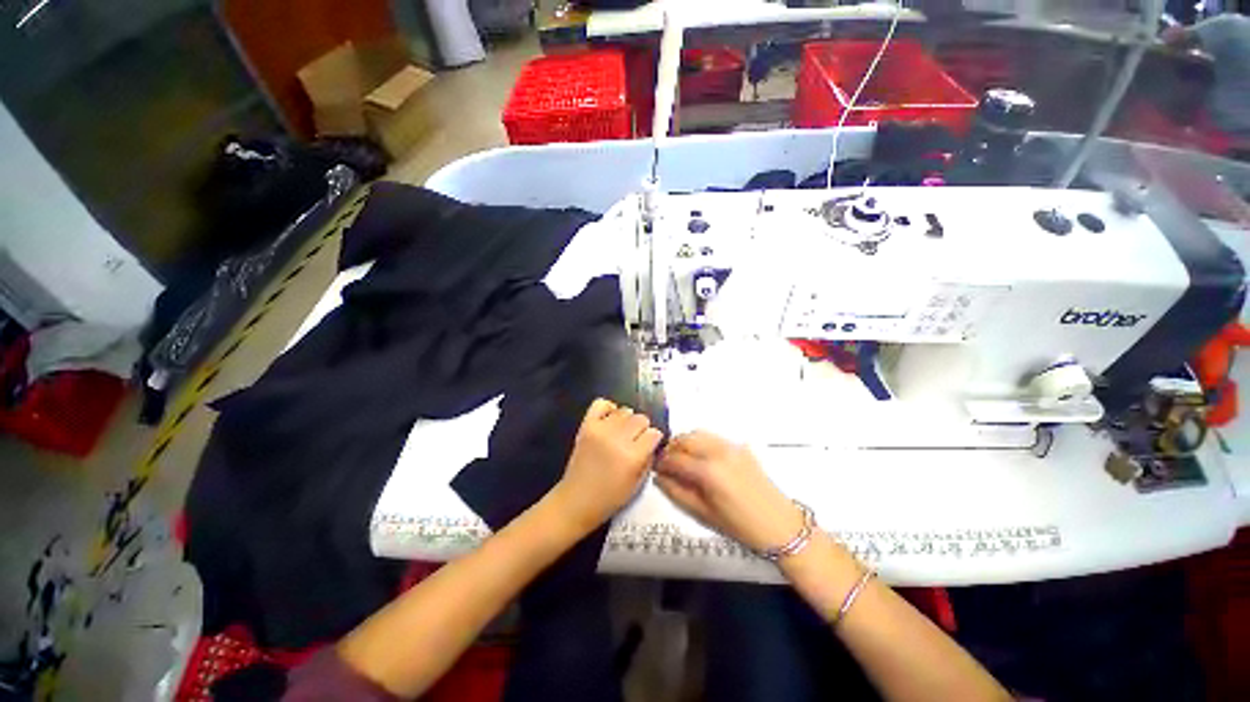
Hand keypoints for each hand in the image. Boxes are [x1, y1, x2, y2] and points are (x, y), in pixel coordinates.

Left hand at [552, 399, 663, 533]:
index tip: (650, 444)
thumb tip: (652, 442)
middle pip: (641, 419)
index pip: (653, 433)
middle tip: (636, 440)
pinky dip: (609, 408)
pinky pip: (601, 403)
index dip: (654, 439)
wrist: (576, 500)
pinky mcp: (587, 425)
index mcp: (632, 456)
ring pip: (625, 410)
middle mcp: (618, 439)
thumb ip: (648, 460)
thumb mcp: (638, 484)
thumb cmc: (609, 498)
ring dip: (627, 420)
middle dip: (643, 429)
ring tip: (622, 432)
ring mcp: (600, 429)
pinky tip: (610, 420)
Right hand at [655, 431, 803, 552]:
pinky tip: (701, 457)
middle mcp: (718, 452)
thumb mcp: (703, 513)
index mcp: (708, 471)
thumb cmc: (740, 525)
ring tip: (682, 457)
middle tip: (667, 462)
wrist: (779, 524)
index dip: (661, 462)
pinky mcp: (740, 446)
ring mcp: (730, 446)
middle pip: (685, 439)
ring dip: (685, 442)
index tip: (656, 467)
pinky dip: (701, 441)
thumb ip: (677, 492)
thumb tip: (659, 477)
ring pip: (698, 433)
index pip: (675, 459)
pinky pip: (713, 437)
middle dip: (672, 448)